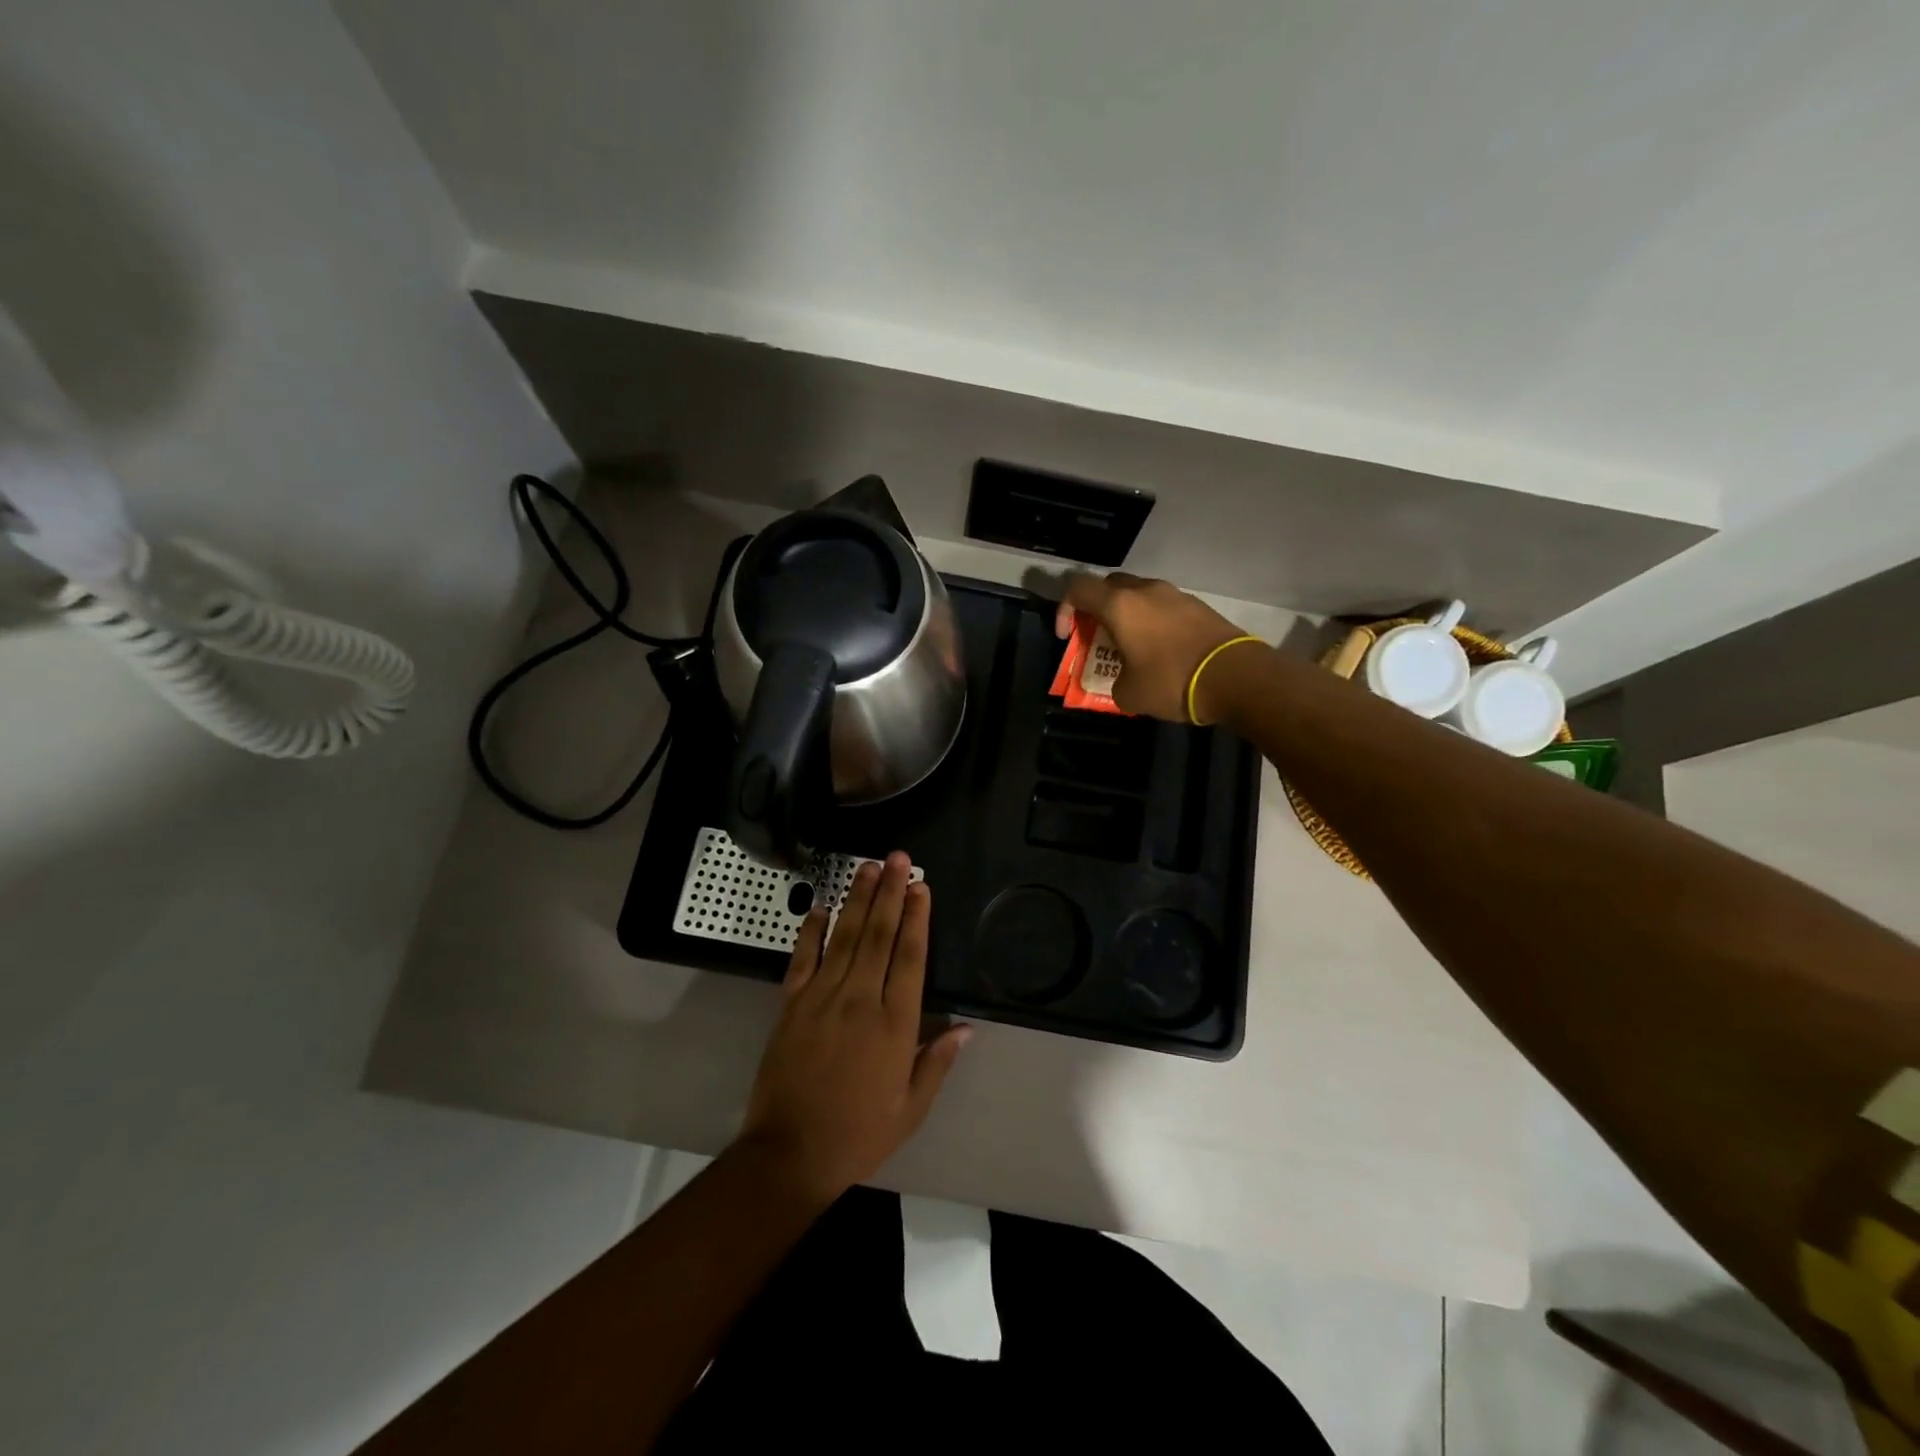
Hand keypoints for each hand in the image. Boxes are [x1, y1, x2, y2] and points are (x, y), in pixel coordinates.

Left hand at [739, 852, 969, 1204]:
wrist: (790, 1153)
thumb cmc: (859, 1133)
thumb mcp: (911, 1107)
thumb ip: (937, 1062)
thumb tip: (966, 1027)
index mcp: (895, 1023)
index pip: (910, 956)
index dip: (917, 917)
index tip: (921, 886)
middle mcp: (860, 999)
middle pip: (879, 935)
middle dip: (891, 893)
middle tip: (898, 858)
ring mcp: (822, 997)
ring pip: (845, 936)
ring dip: (859, 899)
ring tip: (869, 867)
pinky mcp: (791, 1004)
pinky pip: (803, 958)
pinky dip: (811, 930)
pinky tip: (820, 906)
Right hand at [1055, 571, 1260, 723]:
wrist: (1235, 677)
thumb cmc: (1171, 681)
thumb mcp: (1129, 693)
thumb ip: (1114, 681)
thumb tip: (1122, 679)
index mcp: (1120, 605)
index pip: (1078, 589)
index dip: (1064, 609)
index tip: (1067, 636)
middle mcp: (1146, 590)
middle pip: (1110, 587)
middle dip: (1097, 609)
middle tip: (1098, 637)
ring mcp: (1176, 595)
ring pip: (1139, 595)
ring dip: (1128, 615)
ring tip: (1131, 646)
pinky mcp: (1199, 606)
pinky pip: (1164, 607)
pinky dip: (1153, 622)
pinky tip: (1160, 650)